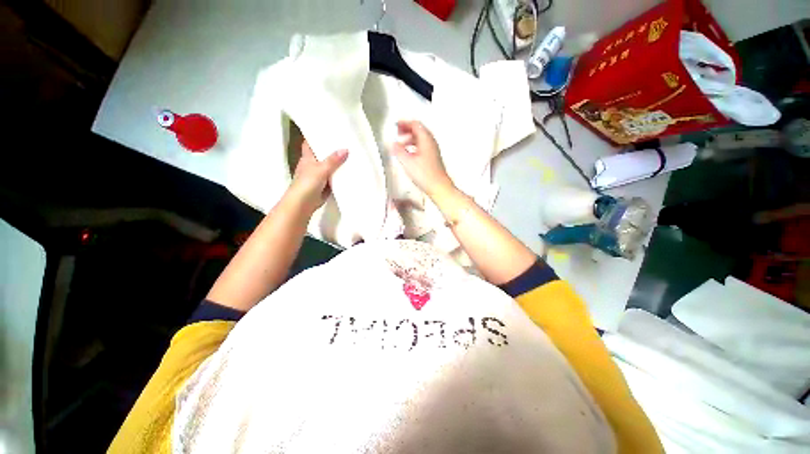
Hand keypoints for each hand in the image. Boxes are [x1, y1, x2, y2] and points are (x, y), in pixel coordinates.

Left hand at [287, 141, 347, 213]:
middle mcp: (312, 165)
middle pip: (322, 154)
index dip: (316, 136)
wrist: (303, 204)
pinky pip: (334, 178)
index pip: (310, 143)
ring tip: (352, 154)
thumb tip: (346, 149)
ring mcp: (319, 176)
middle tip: (346, 142)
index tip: (328, 130)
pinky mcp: (325, 186)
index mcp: (307, 158)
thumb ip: (333, 160)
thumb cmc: (307, 183)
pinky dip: (340, 175)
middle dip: (332, 149)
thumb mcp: (321, 169)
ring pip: (330, 167)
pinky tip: (350, 172)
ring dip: (338, 163)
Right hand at [391, 120, 454, 197]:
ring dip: (410, 138)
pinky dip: (414, 146)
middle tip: (398, 132)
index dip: (404, 123)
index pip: (415, 124)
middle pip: (419, 130)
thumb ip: (398, 151)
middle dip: (407, 130)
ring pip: (420, 139)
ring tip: (401, 144)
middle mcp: (431, 143)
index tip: (396, 125)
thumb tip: (393, 144)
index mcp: (426, 139)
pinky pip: (422, 147)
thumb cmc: (427, 175)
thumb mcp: (407, 162)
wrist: (438, 186)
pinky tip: (409, 154)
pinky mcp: (432, 158)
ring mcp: (433, 150)